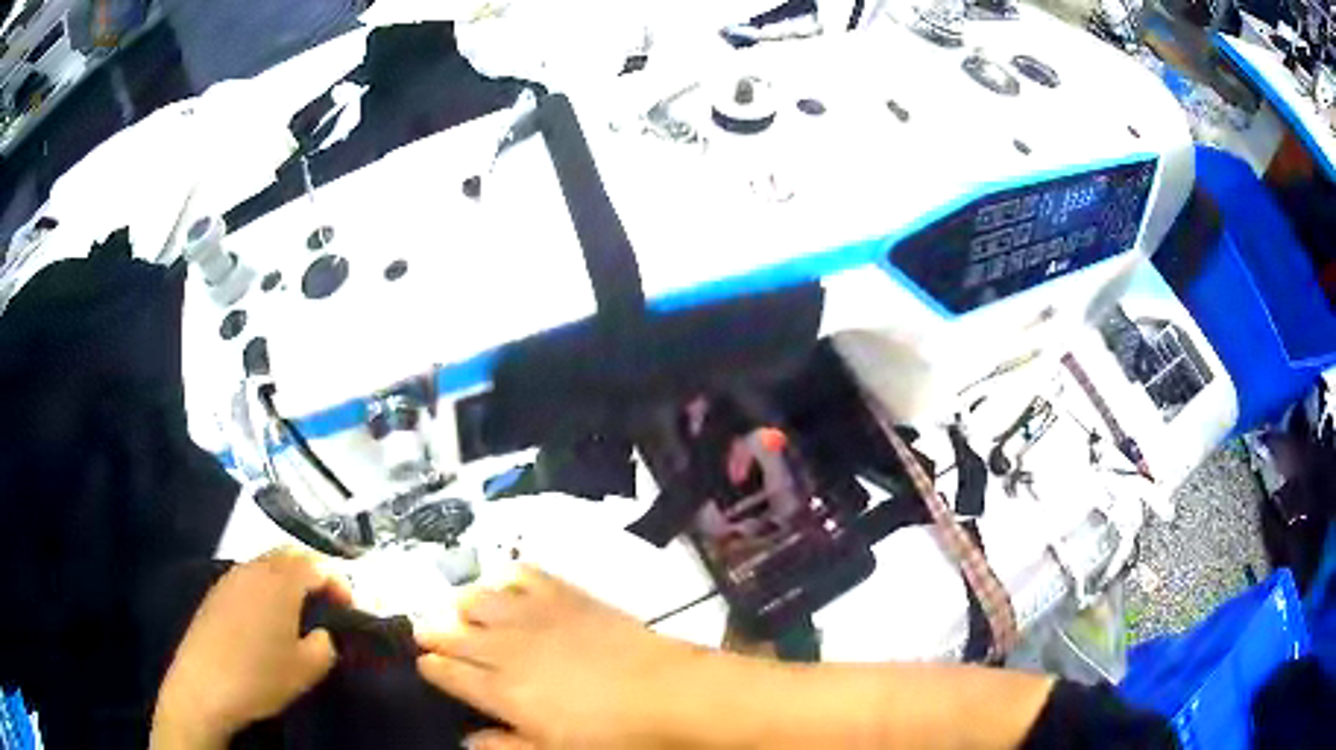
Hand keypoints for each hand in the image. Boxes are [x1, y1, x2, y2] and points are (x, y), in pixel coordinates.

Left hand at [151, 548, 351, 748]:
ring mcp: (231, 577)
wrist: (204, 685)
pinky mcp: (216, 592)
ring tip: (298, 610)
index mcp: (281, 582)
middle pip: (289, 554)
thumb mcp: (306, 670)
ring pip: (266, 563)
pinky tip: (265, 618)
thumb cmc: (260, 676)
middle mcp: (255, 569)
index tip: (351, 608)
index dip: (339, 582)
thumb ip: (325, 646)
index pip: (317, 565)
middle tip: (327, 601)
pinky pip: (248, 577)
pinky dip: (266, 587)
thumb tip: (322, 633)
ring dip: (288, 578)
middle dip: (312, 572)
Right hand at [416, 566, 708, 748]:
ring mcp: (537, 617)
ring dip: (463, 601)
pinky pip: (526, 575)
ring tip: (458, 606)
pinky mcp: (568, 595)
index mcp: (503, 692)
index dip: (433, 666)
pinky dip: (509, 575)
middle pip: (456, 633)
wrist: (669, 694)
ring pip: (482, 599)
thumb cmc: (613, 736)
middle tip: (425, 629)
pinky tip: (505, 580)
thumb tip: (467, 741)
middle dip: (435, 631)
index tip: (423, 662)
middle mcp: (508, 648)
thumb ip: (506, 747)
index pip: (451, 673)